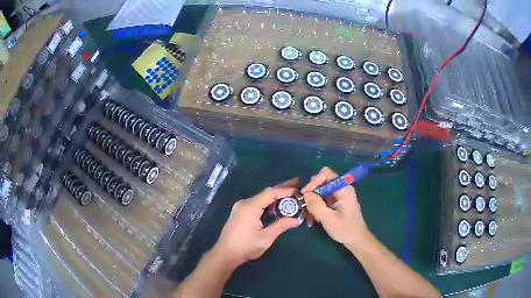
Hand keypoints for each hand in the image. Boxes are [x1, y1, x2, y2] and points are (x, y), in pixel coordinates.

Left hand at [211, 178, 300, 267]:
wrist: (225, 253)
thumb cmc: (245, 247)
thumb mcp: (265, 238)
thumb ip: (280, 226)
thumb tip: (296, 220)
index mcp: (250, 207)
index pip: (270, 193)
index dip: (285, 190)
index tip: (297, 189)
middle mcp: (245, 203)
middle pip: (265, 192)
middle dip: (281, 188)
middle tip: (296, 183)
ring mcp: (240, 207)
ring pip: (261, 197)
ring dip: (275, 196)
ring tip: (290, 194)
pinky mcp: (239, 212)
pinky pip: (256, 203)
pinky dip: (268, 202)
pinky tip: (276, 205)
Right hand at [301, 167, 368, 246]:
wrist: (356, 240)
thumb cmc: (345, 230)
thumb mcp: (329, 219)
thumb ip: (316, 205)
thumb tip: (305, 194)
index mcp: (343, 189)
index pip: (326, 174)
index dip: (314, 181)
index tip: (305, 194)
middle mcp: (341, 189)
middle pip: (321, 182)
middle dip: (311, 194)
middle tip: (305, 206)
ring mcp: (338, 196)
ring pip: (319, 192)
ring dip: (312, 203)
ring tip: (309, 218)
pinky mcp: (335, 203)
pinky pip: (321, 200)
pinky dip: (315, 208)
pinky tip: (312, 220)